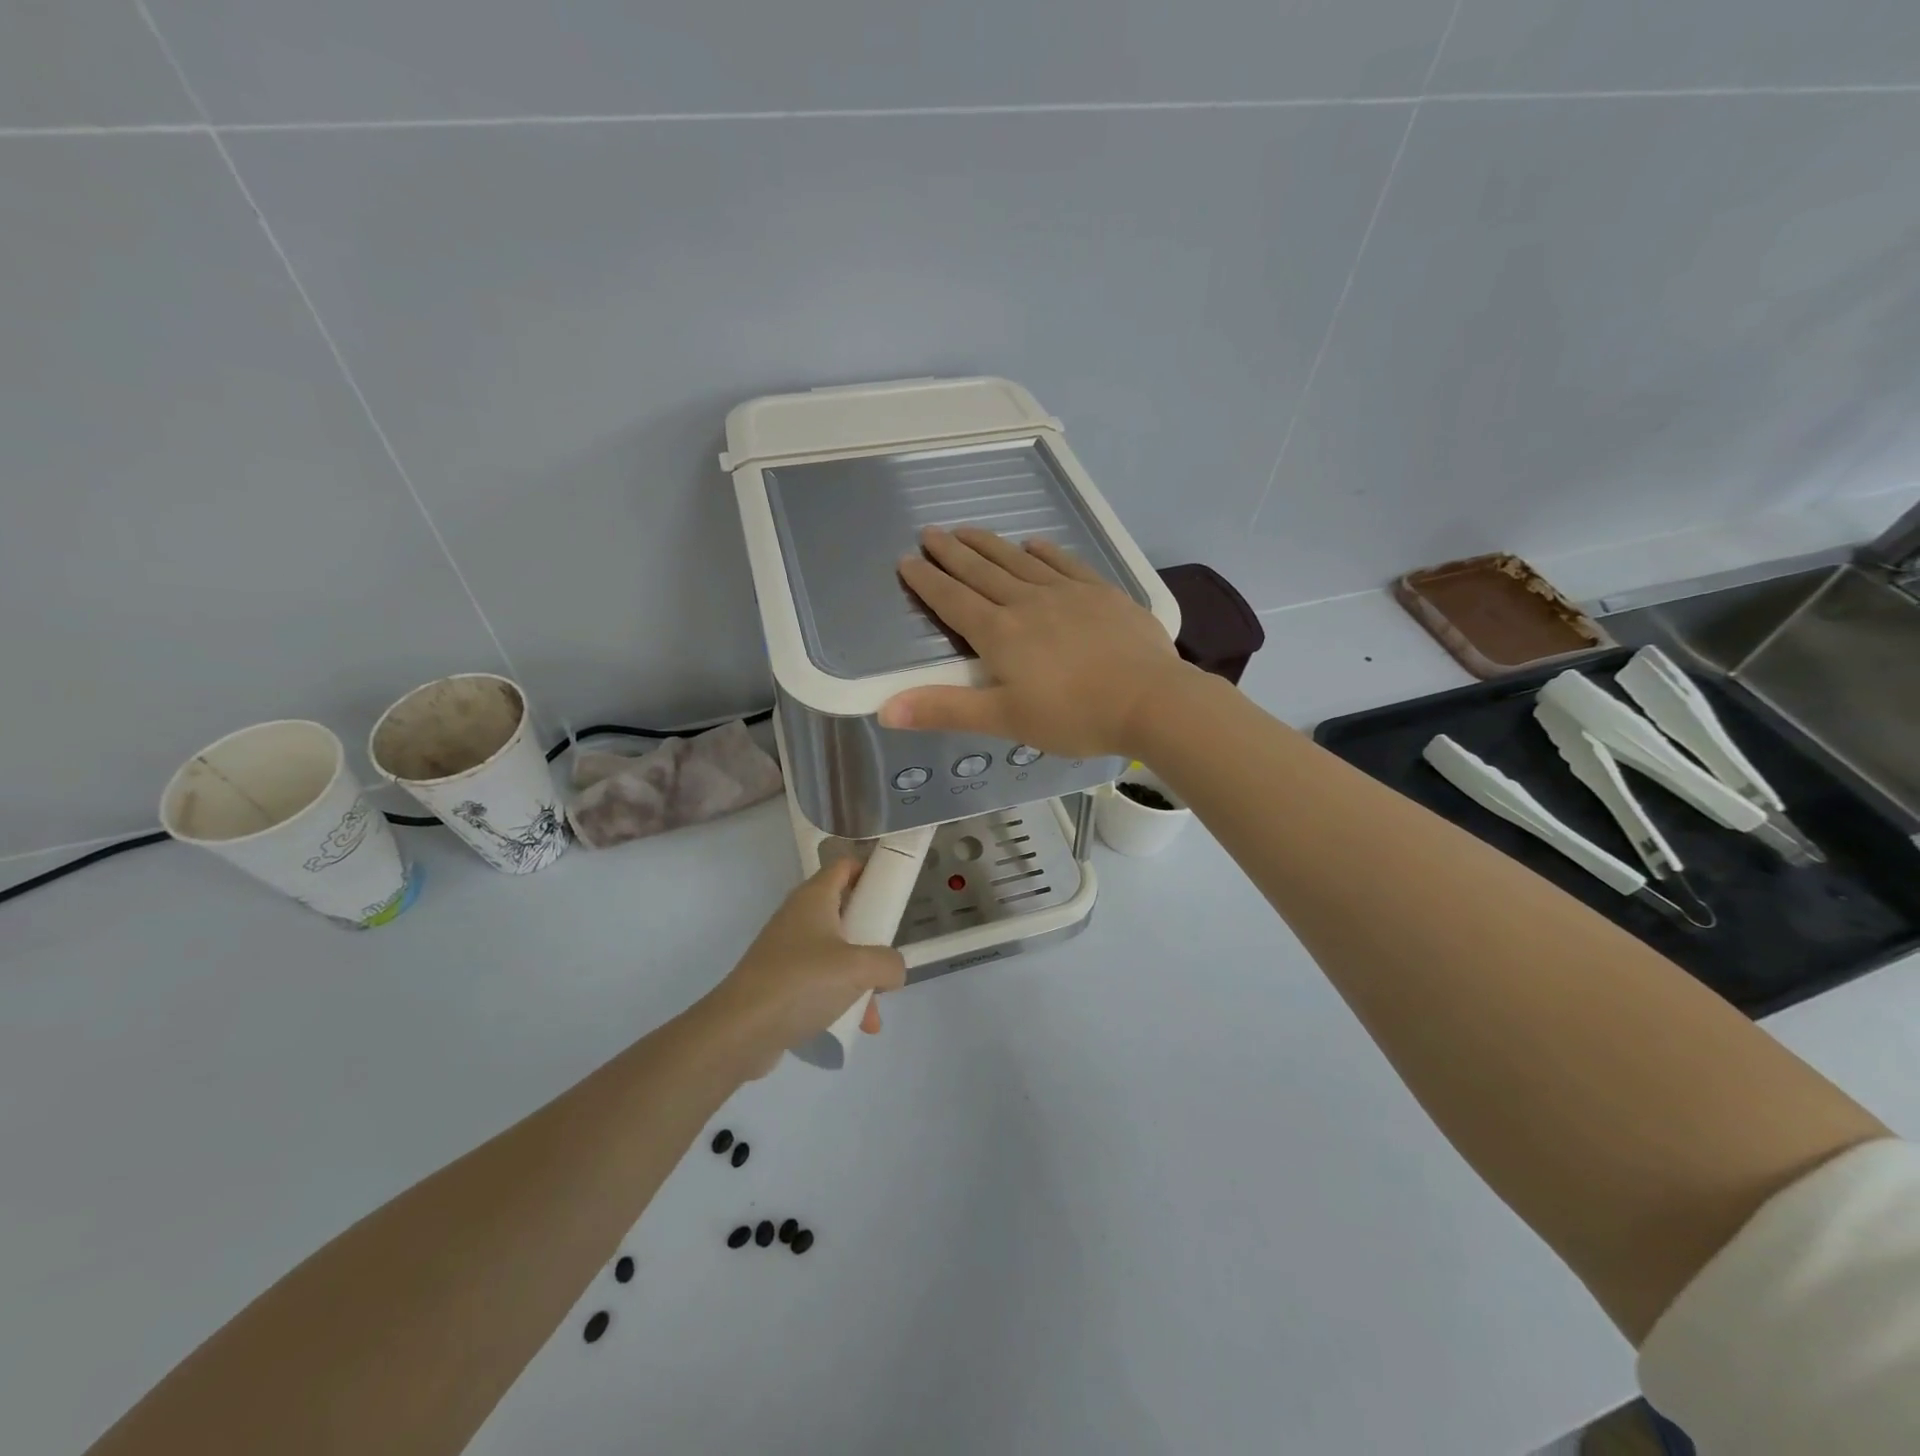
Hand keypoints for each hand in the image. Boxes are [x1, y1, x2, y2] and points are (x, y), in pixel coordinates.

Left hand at [699, 858, 906, 1076]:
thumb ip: (888, 963)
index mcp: (814, 898)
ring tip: (875, 1010)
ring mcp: (787, 950)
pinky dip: (840, 997)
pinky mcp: (781, 981)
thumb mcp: (859, 968)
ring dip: (859, 976)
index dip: (870, 870)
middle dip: (872, 935)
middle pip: (844, 911)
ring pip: (836, 952)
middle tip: (889, 954)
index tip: (894, 889)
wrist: (740, 1031)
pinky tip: (856, 1025)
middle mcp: (799, 917)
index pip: (844, 866)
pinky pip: (820, 981)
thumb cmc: (802, 982)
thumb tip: (894, 970)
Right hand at [879, 526, 1192, 757]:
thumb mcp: (1003, 720)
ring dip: (989, 545)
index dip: (927, 581)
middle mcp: (1027, 603)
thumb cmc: (1073, 716)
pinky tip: (1034, 543)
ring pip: (1018, 561)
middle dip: (951, 553)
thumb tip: (884, 710)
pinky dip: (1044, 552)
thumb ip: (944, 710)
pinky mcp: (1101, 593)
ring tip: (967, 530)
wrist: (1150, 700)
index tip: (906, 560)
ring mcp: (1067, 593)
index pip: (952, 601)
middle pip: (981, 571)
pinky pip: (1064, 563)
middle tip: (929, 532)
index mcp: (1000, 633)